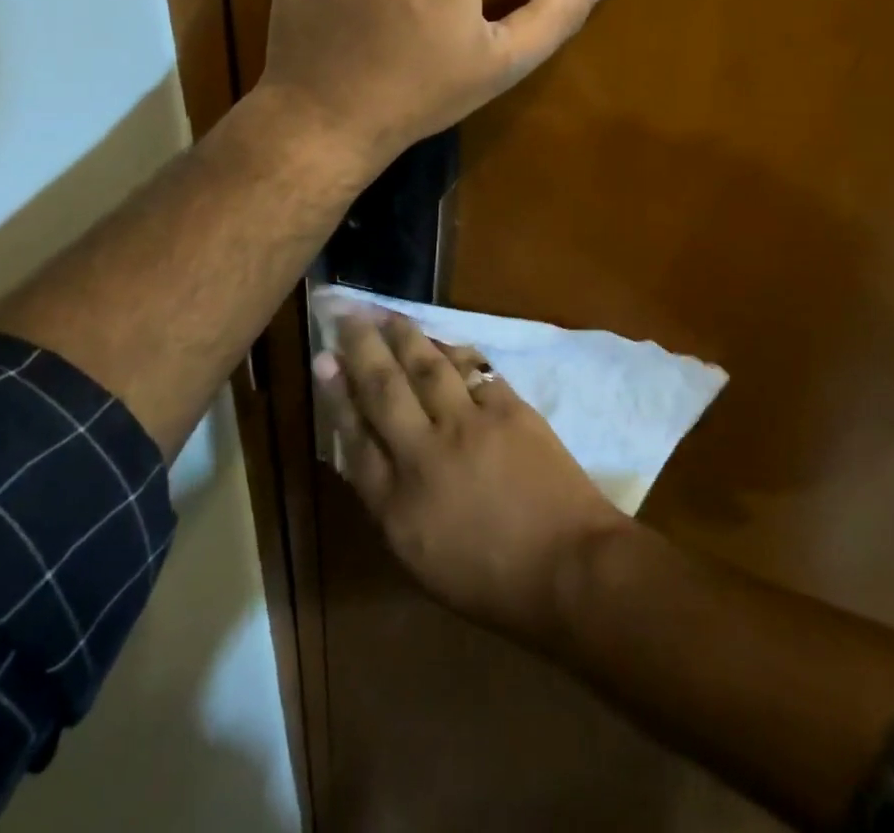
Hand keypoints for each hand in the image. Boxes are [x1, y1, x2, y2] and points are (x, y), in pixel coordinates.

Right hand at [314, 312, 629, 643]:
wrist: (570, 571)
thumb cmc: (493, 581)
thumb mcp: (422, 560)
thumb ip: (390, 504)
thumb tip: (366, 455)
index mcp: (398, 506)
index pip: (355, 439)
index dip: (337, 396)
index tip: (323, 361)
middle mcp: (425, 455)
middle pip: (384, 390)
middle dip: (360, 347)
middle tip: (345, 312)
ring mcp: (469, 426)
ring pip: (426, 367)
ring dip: (403, 335)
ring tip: (384, 312)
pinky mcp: (508, 408)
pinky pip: (472, 369)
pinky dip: (451, 351)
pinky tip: (438, 339)